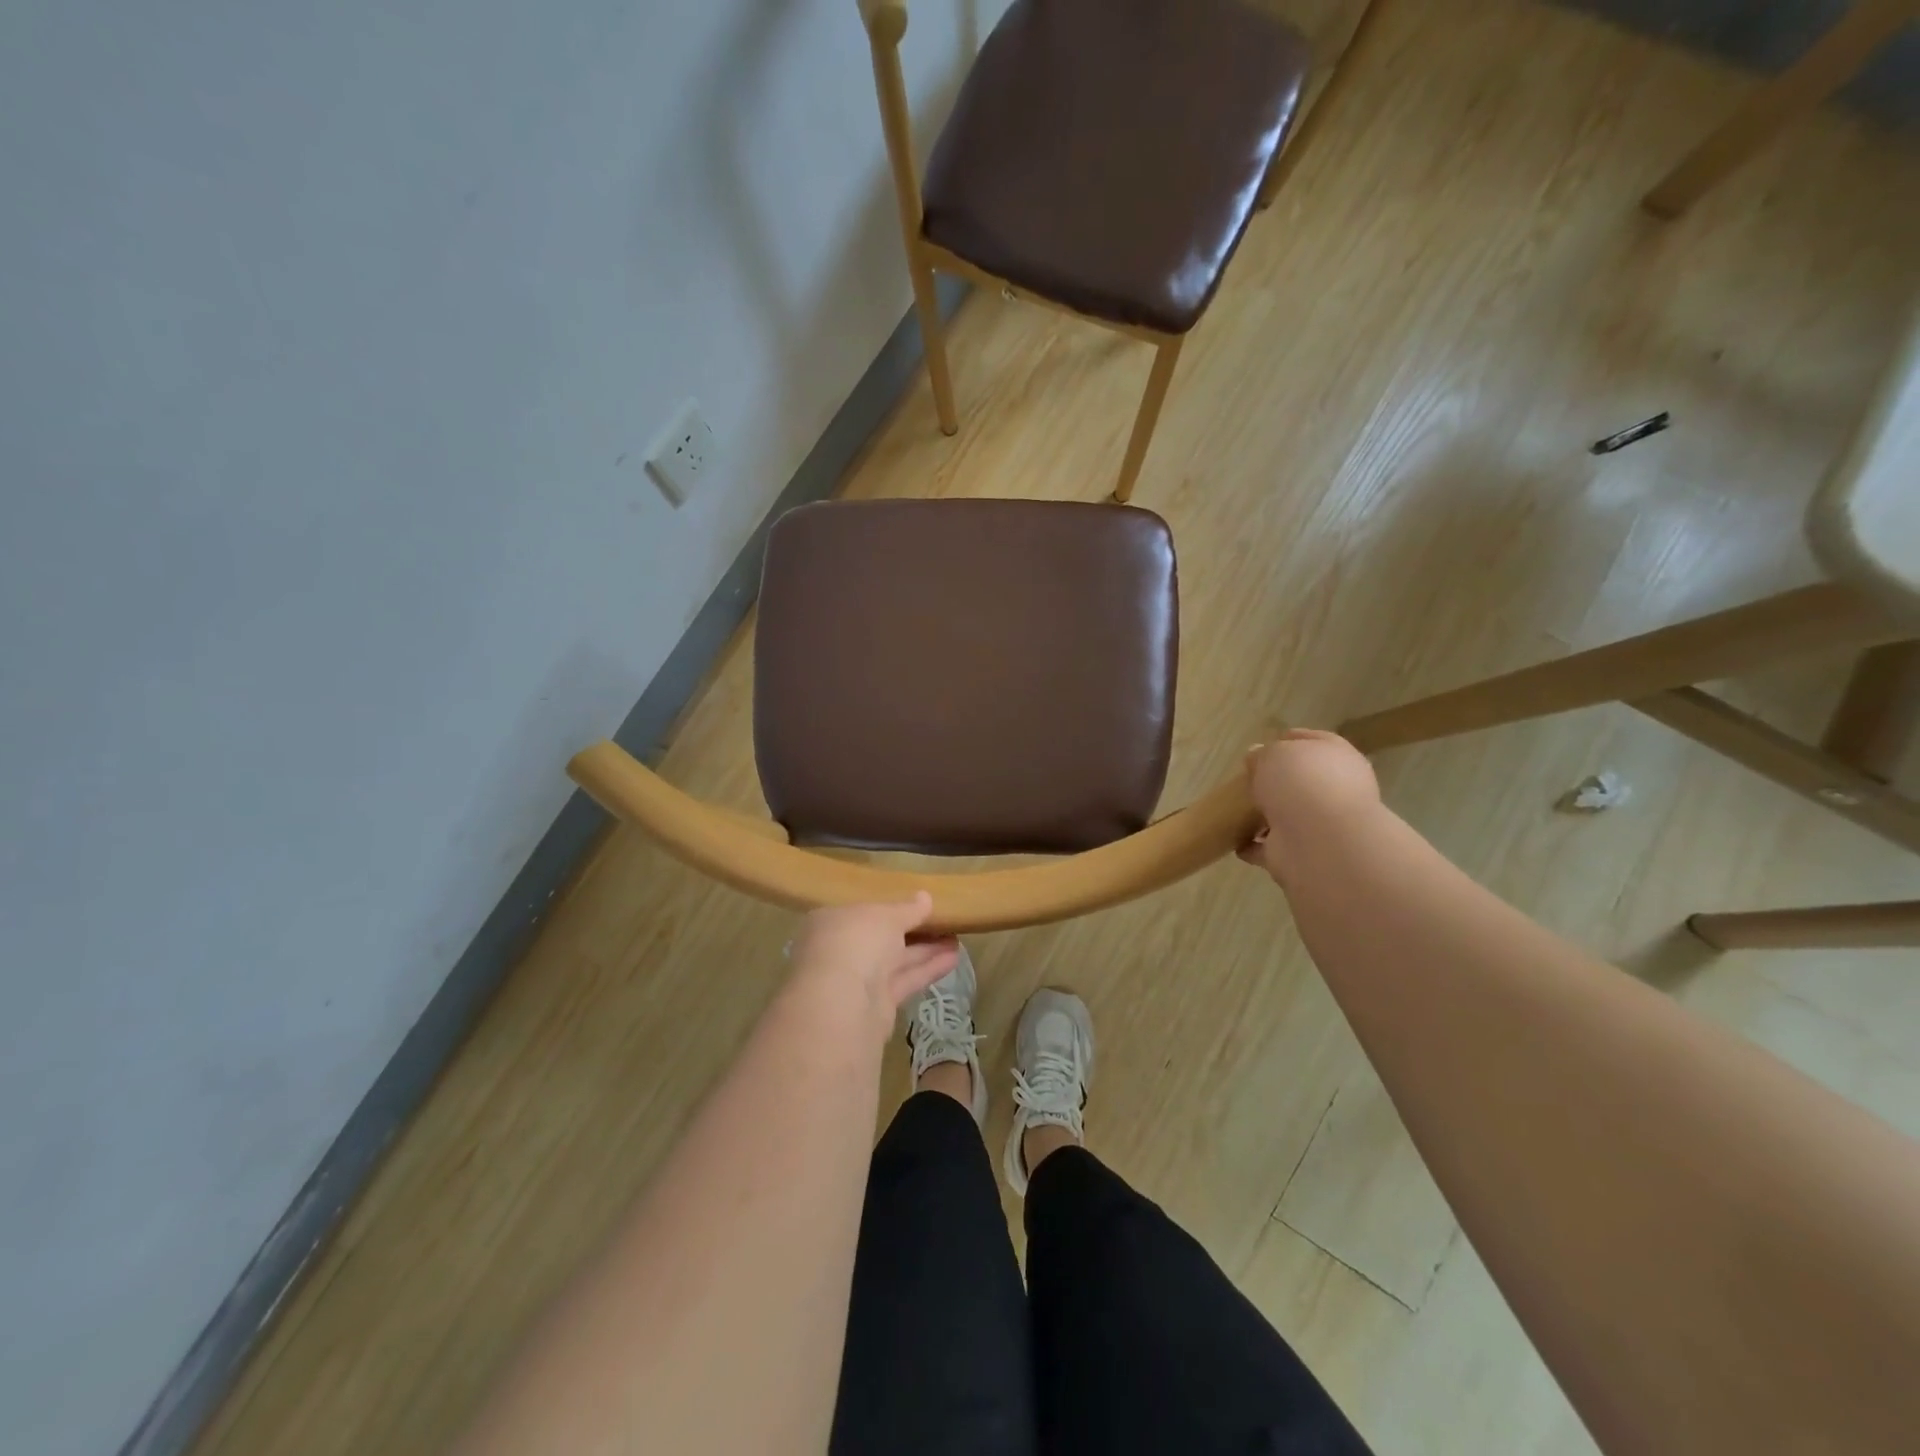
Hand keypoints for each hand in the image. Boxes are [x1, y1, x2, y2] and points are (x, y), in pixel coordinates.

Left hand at [784, 894, 960, 1042]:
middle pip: (881, 938)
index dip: (888, 908)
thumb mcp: (886, 915)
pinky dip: (927, 969)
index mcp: (832, 922)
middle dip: (912, 930)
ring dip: (926, 950)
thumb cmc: (856, 941)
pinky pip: (904, 981)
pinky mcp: (876, 1005)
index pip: (862, 912)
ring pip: (895, 961)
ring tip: (957, 937)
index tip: (914, 905)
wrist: (842, 1003)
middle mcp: (841, 951)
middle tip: (943, 920)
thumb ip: (908, 909)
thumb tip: (925, 897)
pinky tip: (954, 958)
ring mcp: (857, 980)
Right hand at [1239, 730, 1382, 881]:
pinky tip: (1236, 842)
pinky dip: (1255, 846)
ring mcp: (1318, 825)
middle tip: (1247, 778)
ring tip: (1237, 811)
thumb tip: (1257, 758)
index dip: (1289, 740)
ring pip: (1288, 815)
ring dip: (1266, 815)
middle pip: (1301, 781)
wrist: (1319, 841)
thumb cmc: (1300, 783)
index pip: (1314, 741)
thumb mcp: (1275, 753)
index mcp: (1336, 758)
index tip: (1261, 746)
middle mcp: (1333, 791)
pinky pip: (1271, 847)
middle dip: (1277, 781)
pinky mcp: (1300, 854)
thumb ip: (1264, 754)